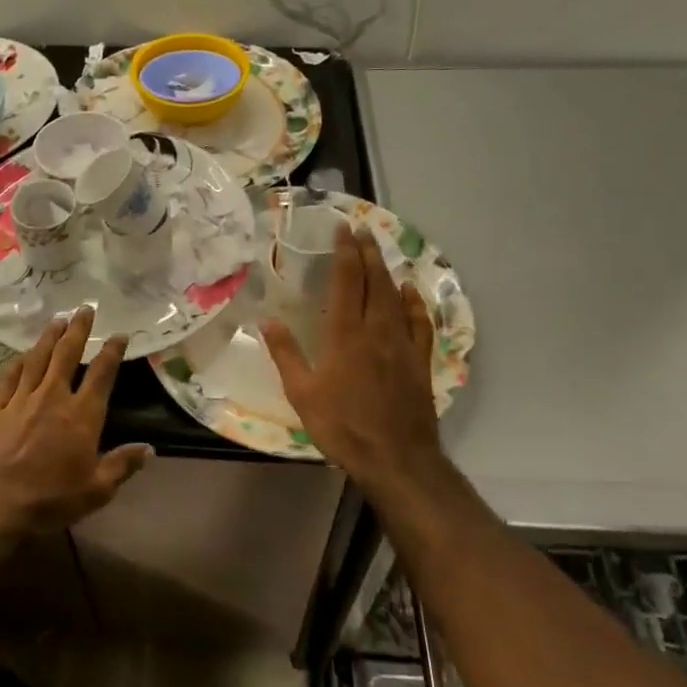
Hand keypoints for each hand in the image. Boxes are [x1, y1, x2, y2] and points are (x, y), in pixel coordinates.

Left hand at [0, 306, 149, 534]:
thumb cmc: (48, 499)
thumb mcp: (95, 491)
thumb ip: (121, 466)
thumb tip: (149, 449)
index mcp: (82, 416)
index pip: (102, 375)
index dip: (112, 352)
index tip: (119, 334)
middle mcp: (53, 398)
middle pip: (67, 355)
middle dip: (78, 330)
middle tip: (84, 308)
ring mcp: (21, 400)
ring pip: (38, 359)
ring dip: (49, 337)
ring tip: (57, 320)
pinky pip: (8, 378)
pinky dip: (17, 363)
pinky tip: (21, 355)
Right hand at [263, 223, 442, 489]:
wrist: (396, 457)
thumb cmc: (342, 425)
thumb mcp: (302, 393)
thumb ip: (286, 353)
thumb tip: (267, 319)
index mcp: (345, 335)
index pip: (346, 281)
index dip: (345, 253)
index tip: (343, 229)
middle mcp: (376, 330)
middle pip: (374, 281)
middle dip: (367, 252)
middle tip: (362, 228)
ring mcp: (401, 344)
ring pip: (396, 297)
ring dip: (387, 270)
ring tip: (380, 250)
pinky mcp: (419, 361)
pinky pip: (419, 323)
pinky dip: (415, 302)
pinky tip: (410, 291)